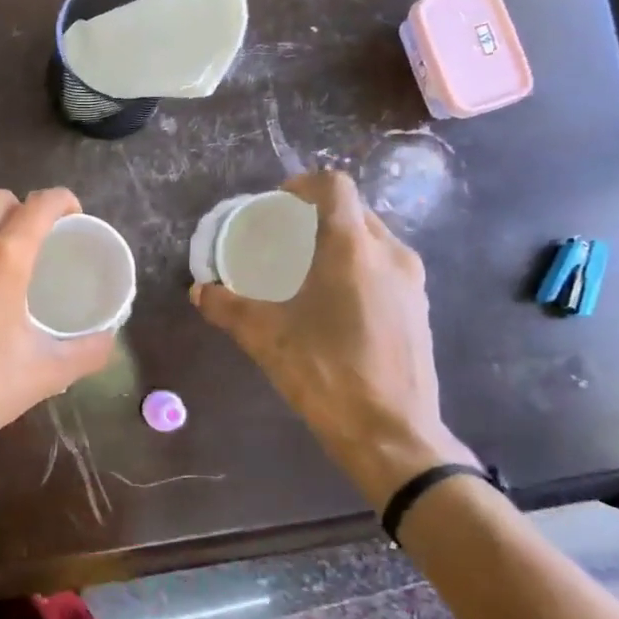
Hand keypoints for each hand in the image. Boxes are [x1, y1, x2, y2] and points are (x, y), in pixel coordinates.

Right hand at [191, 170, 474, 509]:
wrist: (391, 434)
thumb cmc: (325, 372)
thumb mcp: (264, 337)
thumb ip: (228, 307)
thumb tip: (199, 291)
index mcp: (353, 249)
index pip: (333, 186)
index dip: (302, 185)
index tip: (275, 205)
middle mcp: (390, 254)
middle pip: (353, 210)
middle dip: (315, 215)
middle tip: (282, 238)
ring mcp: (412, 282)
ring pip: (372, 239)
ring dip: (337, 241)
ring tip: (305, 270)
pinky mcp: (419, 309)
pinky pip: (385, 267)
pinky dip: (357, 266)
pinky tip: (333, 302)